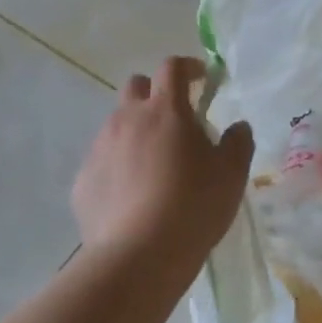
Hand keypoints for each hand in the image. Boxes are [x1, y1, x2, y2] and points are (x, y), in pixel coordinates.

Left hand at [72, 57, 252, 275]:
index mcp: (165, 110)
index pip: (172, 67)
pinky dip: (119, 167)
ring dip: (136, 131)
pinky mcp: (83, 181)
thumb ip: (238, 142)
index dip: (188, 67)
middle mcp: (127, 120)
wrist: (138, 256)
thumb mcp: (231, 174)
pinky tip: (133, 196)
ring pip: (117, 125)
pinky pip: (103, 161)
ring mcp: (100, 149)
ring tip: (155, 164)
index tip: (202, 78)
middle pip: (136, 86)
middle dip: (155, 93)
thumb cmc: (193, 205)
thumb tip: (238, 127)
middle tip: (176, 120)